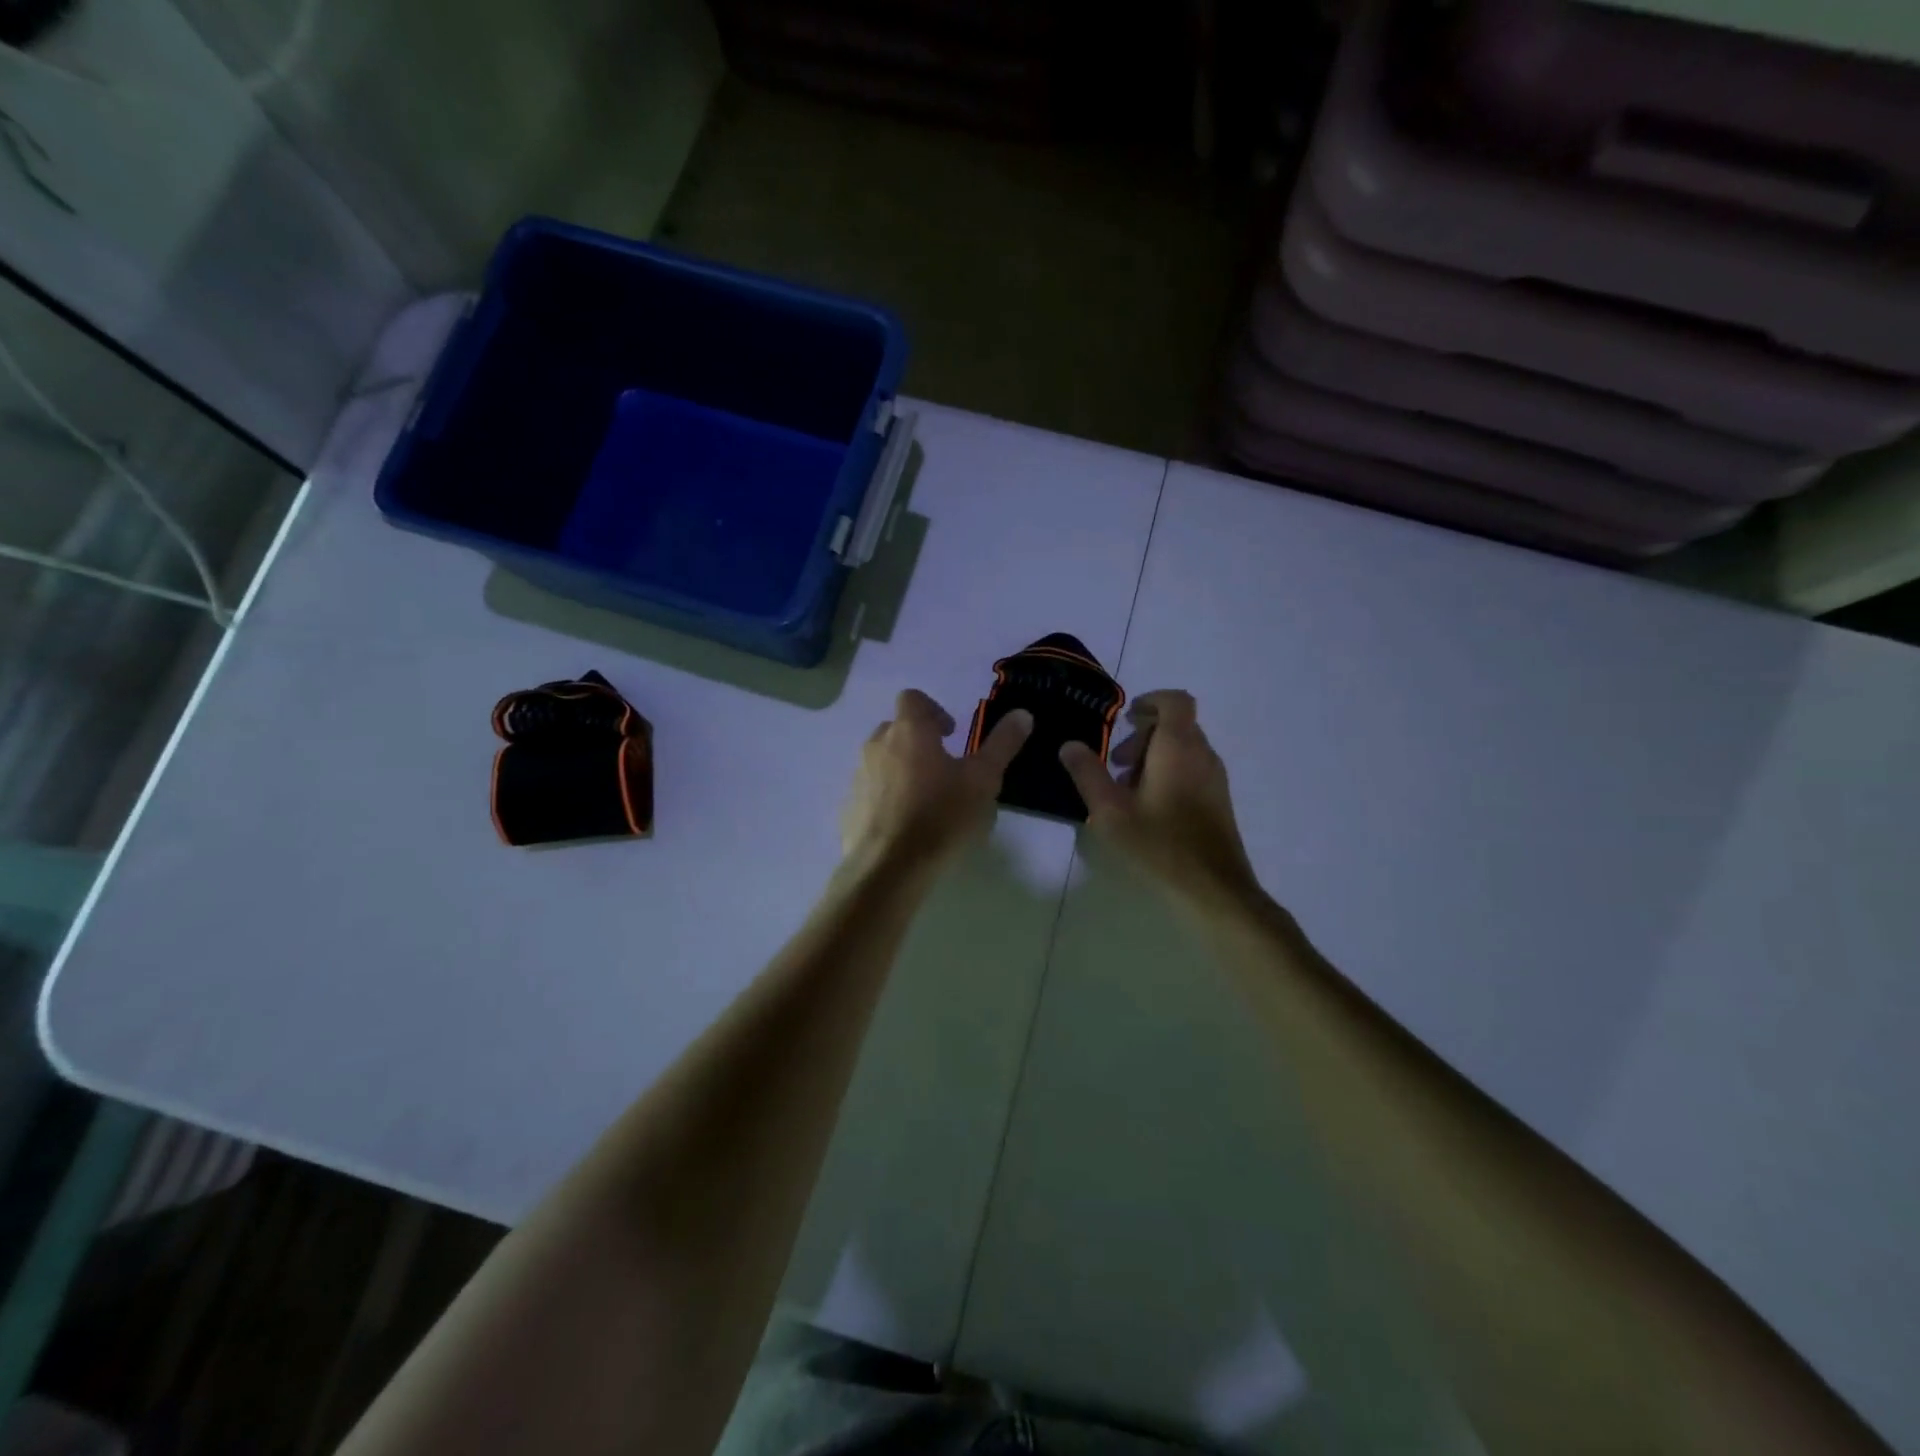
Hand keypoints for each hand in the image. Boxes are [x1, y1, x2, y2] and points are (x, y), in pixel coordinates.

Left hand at [842, 690, 1031, 871]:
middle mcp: (877, 746)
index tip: (951, 733)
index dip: (933, 709)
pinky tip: (904, 822)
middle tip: (943, 765)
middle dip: (918, 739)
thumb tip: (1022, 714)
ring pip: (881, 760)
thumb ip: (1002, 744)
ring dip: (901, 768)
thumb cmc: (941, 815)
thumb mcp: (983, 780)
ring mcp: (859, 776)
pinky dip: (886, 796)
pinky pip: (870, 791)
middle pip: (895, 728)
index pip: (912, 698)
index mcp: (909, 731)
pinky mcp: (849, 807)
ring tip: (925, 796)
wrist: (889, 867)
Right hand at [1059, 690, 1259, 907]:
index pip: (1175, 701)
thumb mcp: (1110, 811)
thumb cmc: (1158, 844)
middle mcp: (1203, 755)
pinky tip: (1147, 807)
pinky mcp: (1218, 800)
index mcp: (1179, 747)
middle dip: (1143, 734)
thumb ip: (1088, 774)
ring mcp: (1215, 778)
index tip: (1125, 719)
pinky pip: (1191, 769)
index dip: (1150, 701)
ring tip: (1125, 788)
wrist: (1212, 889)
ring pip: (1184, 748)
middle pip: (1177, 725)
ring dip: (1153, 756)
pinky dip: (1168, 773)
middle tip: (1115, 762)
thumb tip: (1069, 745)